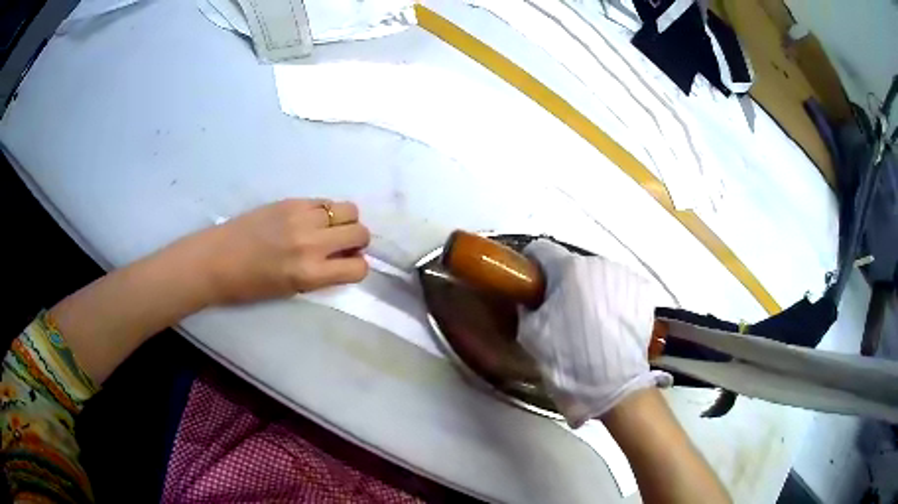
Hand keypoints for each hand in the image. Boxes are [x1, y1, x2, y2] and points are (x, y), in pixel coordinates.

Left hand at [197, 199, 369, 303]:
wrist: (216, 259)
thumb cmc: (250, 286)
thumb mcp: (292, 290)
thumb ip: (322, 275)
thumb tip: (343, 259)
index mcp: (309, 273)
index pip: (358, 268)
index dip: (356, 268)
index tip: (346, 266)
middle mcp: (311, 242)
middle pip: (360, 233)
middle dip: (357, 242)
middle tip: (341, 246)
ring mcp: (301, 217)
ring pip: (348, 210)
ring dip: (345, 222)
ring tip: (328, 229)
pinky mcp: (291, 201)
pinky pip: (324, 201)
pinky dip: (326, 211)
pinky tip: (310, 220)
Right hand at [518, 239, 671, 427]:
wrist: (614, 385)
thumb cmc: (567, 358)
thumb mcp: (531, 335)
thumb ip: (527, 308)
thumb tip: (530, 300)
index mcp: (568, 268)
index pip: (541, 249)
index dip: (531, 265)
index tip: (530, 284)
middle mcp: (598, 263)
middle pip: (573, 265)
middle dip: (564, 283)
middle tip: (561, 313)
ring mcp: (624, 275)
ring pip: (598, 277)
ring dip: (590, 291)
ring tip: (591, 323)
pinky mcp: (643, 291)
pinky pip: (619, 288)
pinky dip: (612, 300)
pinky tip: (611, 325)